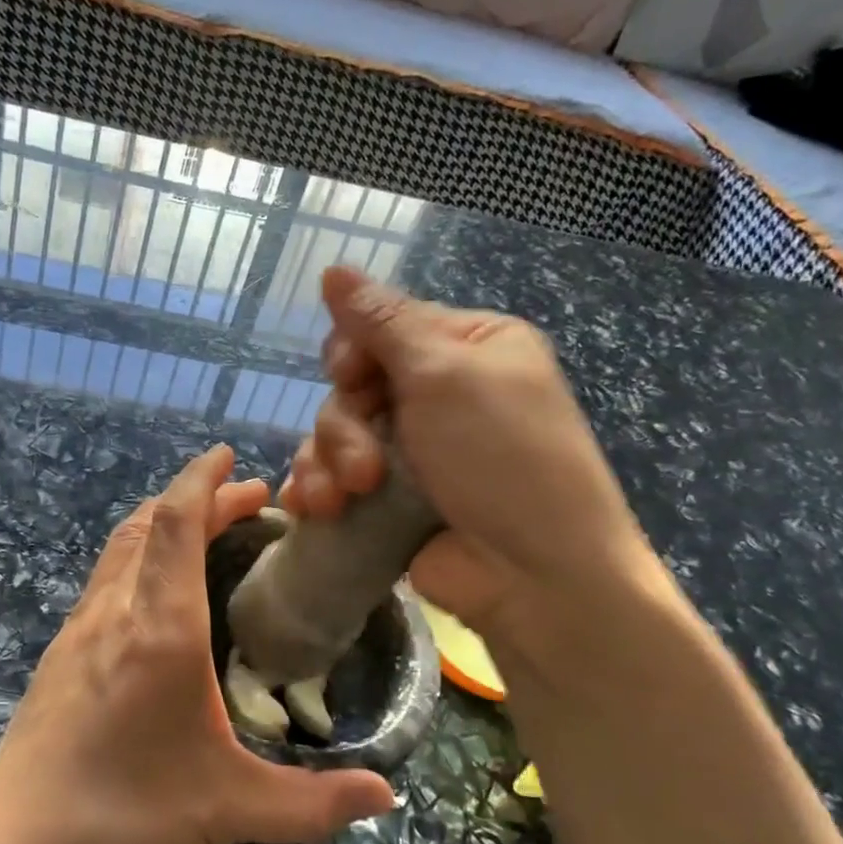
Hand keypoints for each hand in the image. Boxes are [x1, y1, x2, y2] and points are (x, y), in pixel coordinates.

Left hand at [0, 446, 394, 843]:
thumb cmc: (124, 818)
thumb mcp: (230, 809)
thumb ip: (314, 803)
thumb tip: (388, 797)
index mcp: (159, 629)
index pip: (177, 522)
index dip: (203, 480)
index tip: (232, 458)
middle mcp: (115, 612)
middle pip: (150, 523)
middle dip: (197, 497)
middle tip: (246, 499)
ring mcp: (78, 630)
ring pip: (121, 546)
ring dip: (163, 522)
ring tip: (205, 529)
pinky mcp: (59, 655)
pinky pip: (105, 578)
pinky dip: (139, 556)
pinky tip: (156, 594)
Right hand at [281, 267, 666, 666]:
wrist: (533, 576)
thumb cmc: (503, 458)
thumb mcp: (446, 375)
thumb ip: (382, 322)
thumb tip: (332, 267)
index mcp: (466, 348)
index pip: (381, 328)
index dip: (352, 353)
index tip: (351, 378)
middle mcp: (437, 394)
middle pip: (351, 386)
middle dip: (345, 428)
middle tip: (366, 468)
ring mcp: (412, 451)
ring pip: (335, 436)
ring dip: (328, 465)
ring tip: (343, 501)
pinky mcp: (389, 499)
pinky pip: (334, 478)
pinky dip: (317, 490)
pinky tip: (309, 509)